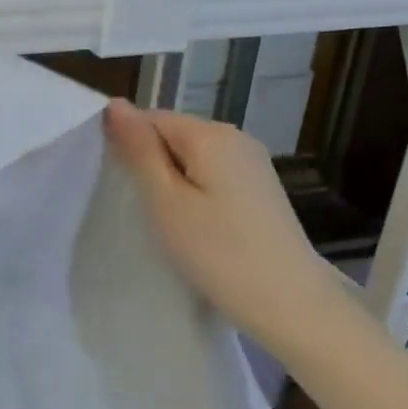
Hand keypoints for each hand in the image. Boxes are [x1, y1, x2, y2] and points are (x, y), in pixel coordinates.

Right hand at [105, 101, 353, 351]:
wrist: (291, 305)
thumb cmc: (218, 252)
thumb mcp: (165, 200)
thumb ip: (139, 150)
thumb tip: (115, 103)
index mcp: (210, 134)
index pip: (151, 118)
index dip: (128, 145)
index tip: (119, 184)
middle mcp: (236, 138)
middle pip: (173, 134)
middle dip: (150, 163)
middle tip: (139, 206)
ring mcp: (253, 163)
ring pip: (192, 157)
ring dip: (171, 180)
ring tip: (164, 219)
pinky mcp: (260, 189)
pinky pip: (212, 174)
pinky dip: (194, 192)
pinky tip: (193, 224)